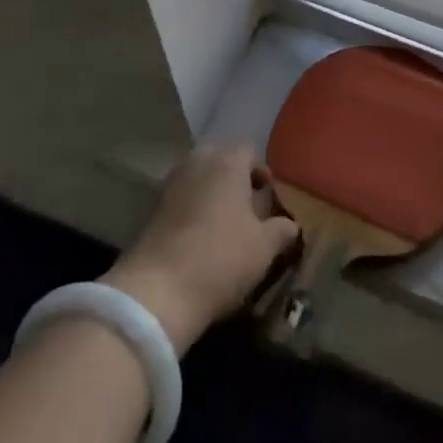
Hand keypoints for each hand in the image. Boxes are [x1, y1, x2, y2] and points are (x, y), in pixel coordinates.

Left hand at [104, 145, 299, 354]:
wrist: (158, 291)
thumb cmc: (221, 259)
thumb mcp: (264, 248)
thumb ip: (281, 230)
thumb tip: (291, 225)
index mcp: (227, 162)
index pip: (248, 151)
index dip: (261, 172)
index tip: (268, 198)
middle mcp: (197, 162)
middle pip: (220, 159)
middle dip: (234, 178)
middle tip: (247, 207)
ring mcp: (171, 183)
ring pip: (198, 176)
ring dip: (211, 192)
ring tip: (224, 223)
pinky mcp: (152, 208)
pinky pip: (181, 196)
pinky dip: (192, 207)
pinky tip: (200, 236)